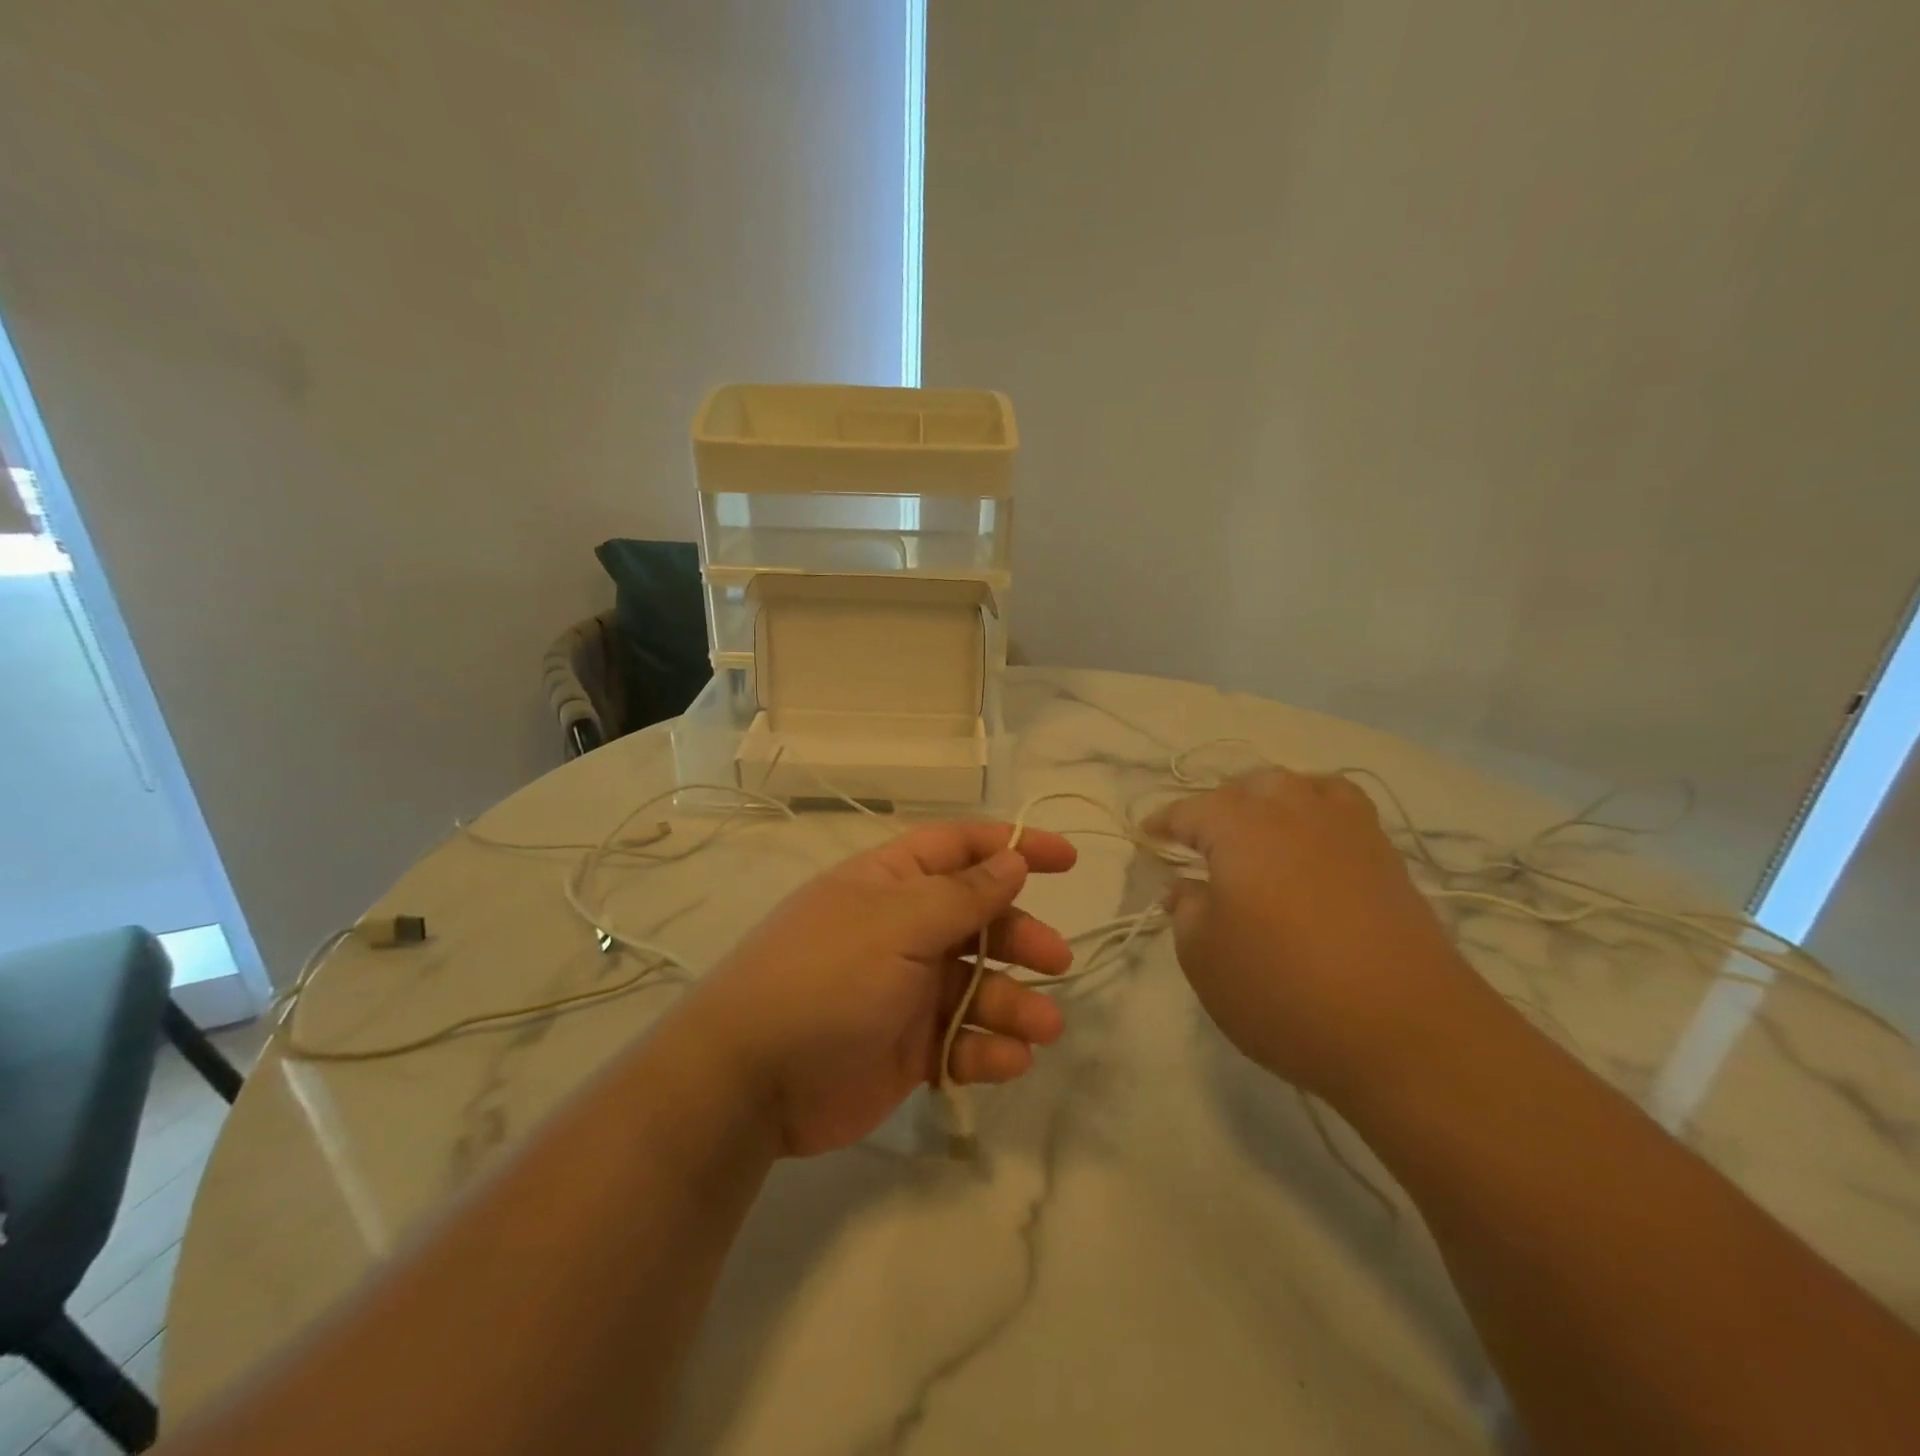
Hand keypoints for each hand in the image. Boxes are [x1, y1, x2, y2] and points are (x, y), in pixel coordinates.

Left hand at [671, 822, 1078, 1156]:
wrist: (750, 1080)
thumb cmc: (826, 979)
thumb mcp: (896, 925)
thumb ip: (961, 896)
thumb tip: (1012, 858)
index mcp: (891, 883)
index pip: (960, 848)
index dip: (1013, 847)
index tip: (1067, 860)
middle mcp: (902, 929)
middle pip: (979, 920)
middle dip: (1021, 937)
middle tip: (1058, 962)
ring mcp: (905, 990)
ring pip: (978, 986)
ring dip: (1015, 1003)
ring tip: (1043, 1029)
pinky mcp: (908, 1047)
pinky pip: (961, 1042)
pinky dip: (987, 1050)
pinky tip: (1008, 1061)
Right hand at [1145, 769, 1485, 1099]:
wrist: (1406, 1031)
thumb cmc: (1283, 990)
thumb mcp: (1204, 957)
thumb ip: (1186, 910)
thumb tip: (1186, 886)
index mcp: (1240, 827)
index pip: (1190, 811)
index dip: (1163, 824)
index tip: (1147, 838)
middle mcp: (1294, 811)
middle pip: (1250, 786)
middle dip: (1219, 805)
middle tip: (1203, 842)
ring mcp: (1348, 831)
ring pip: (1303, 787)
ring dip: (1273, 800)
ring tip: (1261, 831)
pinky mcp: (1387, 859)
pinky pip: (1344, 812)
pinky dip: (1319, 815)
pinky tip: (1313, 850)